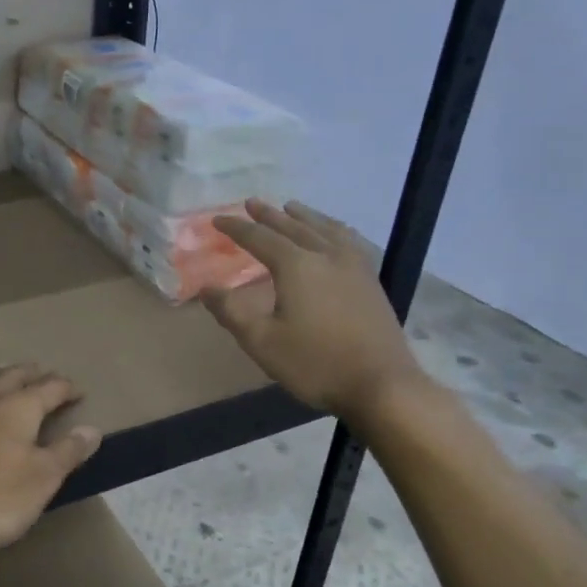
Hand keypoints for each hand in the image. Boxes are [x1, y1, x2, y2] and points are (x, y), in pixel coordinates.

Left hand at [0, 366, 102, 564]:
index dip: (67, 388)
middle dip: (32, 374)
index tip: (78, 392)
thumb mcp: (43, 480)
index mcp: (19, 407)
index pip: (51, 388)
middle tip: (43, 375)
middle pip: (13, 376)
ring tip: (5, 373)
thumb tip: (92, 429)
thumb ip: (68, 451)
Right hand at [205, 200, 425, 417]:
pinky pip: (347, 240)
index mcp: (296, 266)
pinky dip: (332, 228)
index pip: (260, 238)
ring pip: (324, 229)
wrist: (381, 384)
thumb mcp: (262, 342)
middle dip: (269, 215)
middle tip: (251, 203)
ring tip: (291, 207)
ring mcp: (354, 265)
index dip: (236, 228)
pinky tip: (334, 234)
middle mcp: (326, 255)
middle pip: (293, 226)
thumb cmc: (315, 363)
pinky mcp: (370, 280)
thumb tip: (206, 289)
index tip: (217, 219)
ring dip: (303, 216)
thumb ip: (231, 312)